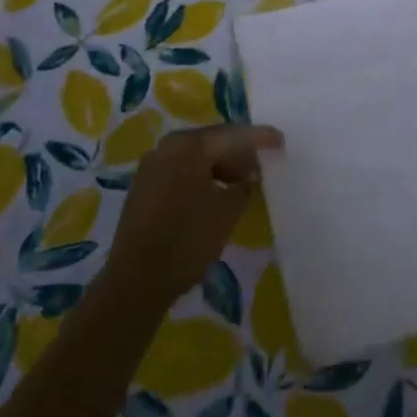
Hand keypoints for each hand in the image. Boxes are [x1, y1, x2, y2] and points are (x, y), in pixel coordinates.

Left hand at [106, 124, 283, 306]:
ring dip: (218, 167)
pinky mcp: (142, 188)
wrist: (136, 281)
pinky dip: (199, 177)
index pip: (232, 135)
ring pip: (194, 157)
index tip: (280, 141)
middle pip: (210, 142)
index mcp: (189, 145)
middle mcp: (167, 147)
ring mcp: (151, 166)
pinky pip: (179, 171)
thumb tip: (245, 178)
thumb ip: (243, 187)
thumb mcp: (227, 212)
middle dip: (237, 153)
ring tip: (239, 184)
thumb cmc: (187, 240)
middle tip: (260, 166)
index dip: (259, 138)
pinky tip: (212, 195)